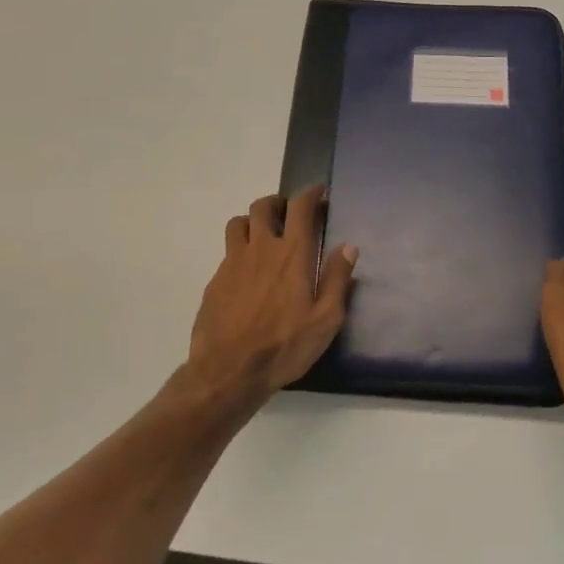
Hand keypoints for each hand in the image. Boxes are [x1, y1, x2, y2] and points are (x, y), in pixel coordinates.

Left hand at [183, 187, 356, 406]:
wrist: (228, 371)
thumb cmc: (285, 346)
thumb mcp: (326, 319)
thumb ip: (337, 279)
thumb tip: (347, 246)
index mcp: (292, 254)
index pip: (300, 208)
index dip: (310, 194)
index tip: (318, 192)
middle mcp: (261, 249)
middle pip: (263, 207)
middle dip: (279, 202)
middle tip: (289, 212)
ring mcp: (233, 263)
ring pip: (238, 223)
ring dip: (253, 221)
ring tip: (263, 234)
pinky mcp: (215, 280)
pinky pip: (227, 252)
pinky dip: (239, 250)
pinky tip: (247, 272)